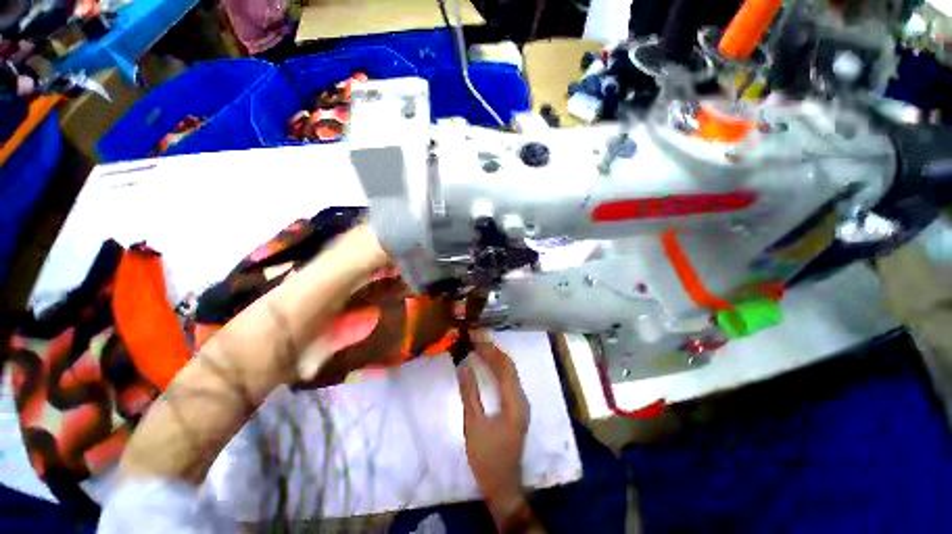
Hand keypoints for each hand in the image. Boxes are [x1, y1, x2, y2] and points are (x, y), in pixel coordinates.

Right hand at [458, 333, 530, 524]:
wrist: (503, 486)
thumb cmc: (487, 458)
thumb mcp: (473, 425)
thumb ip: (469, 393)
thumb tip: (463, 365)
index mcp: (514, 401)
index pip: (503, 366)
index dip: (490, 348)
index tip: (475, 336)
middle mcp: (521, 398)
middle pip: (508, 366)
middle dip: (492, 349)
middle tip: (475, 336)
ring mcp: (520, 403)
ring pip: (509, 372)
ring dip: (494, 357)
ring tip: (478, 344)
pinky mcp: (516, 407)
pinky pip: (507, 380)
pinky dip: (496, 369)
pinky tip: (486, 364)